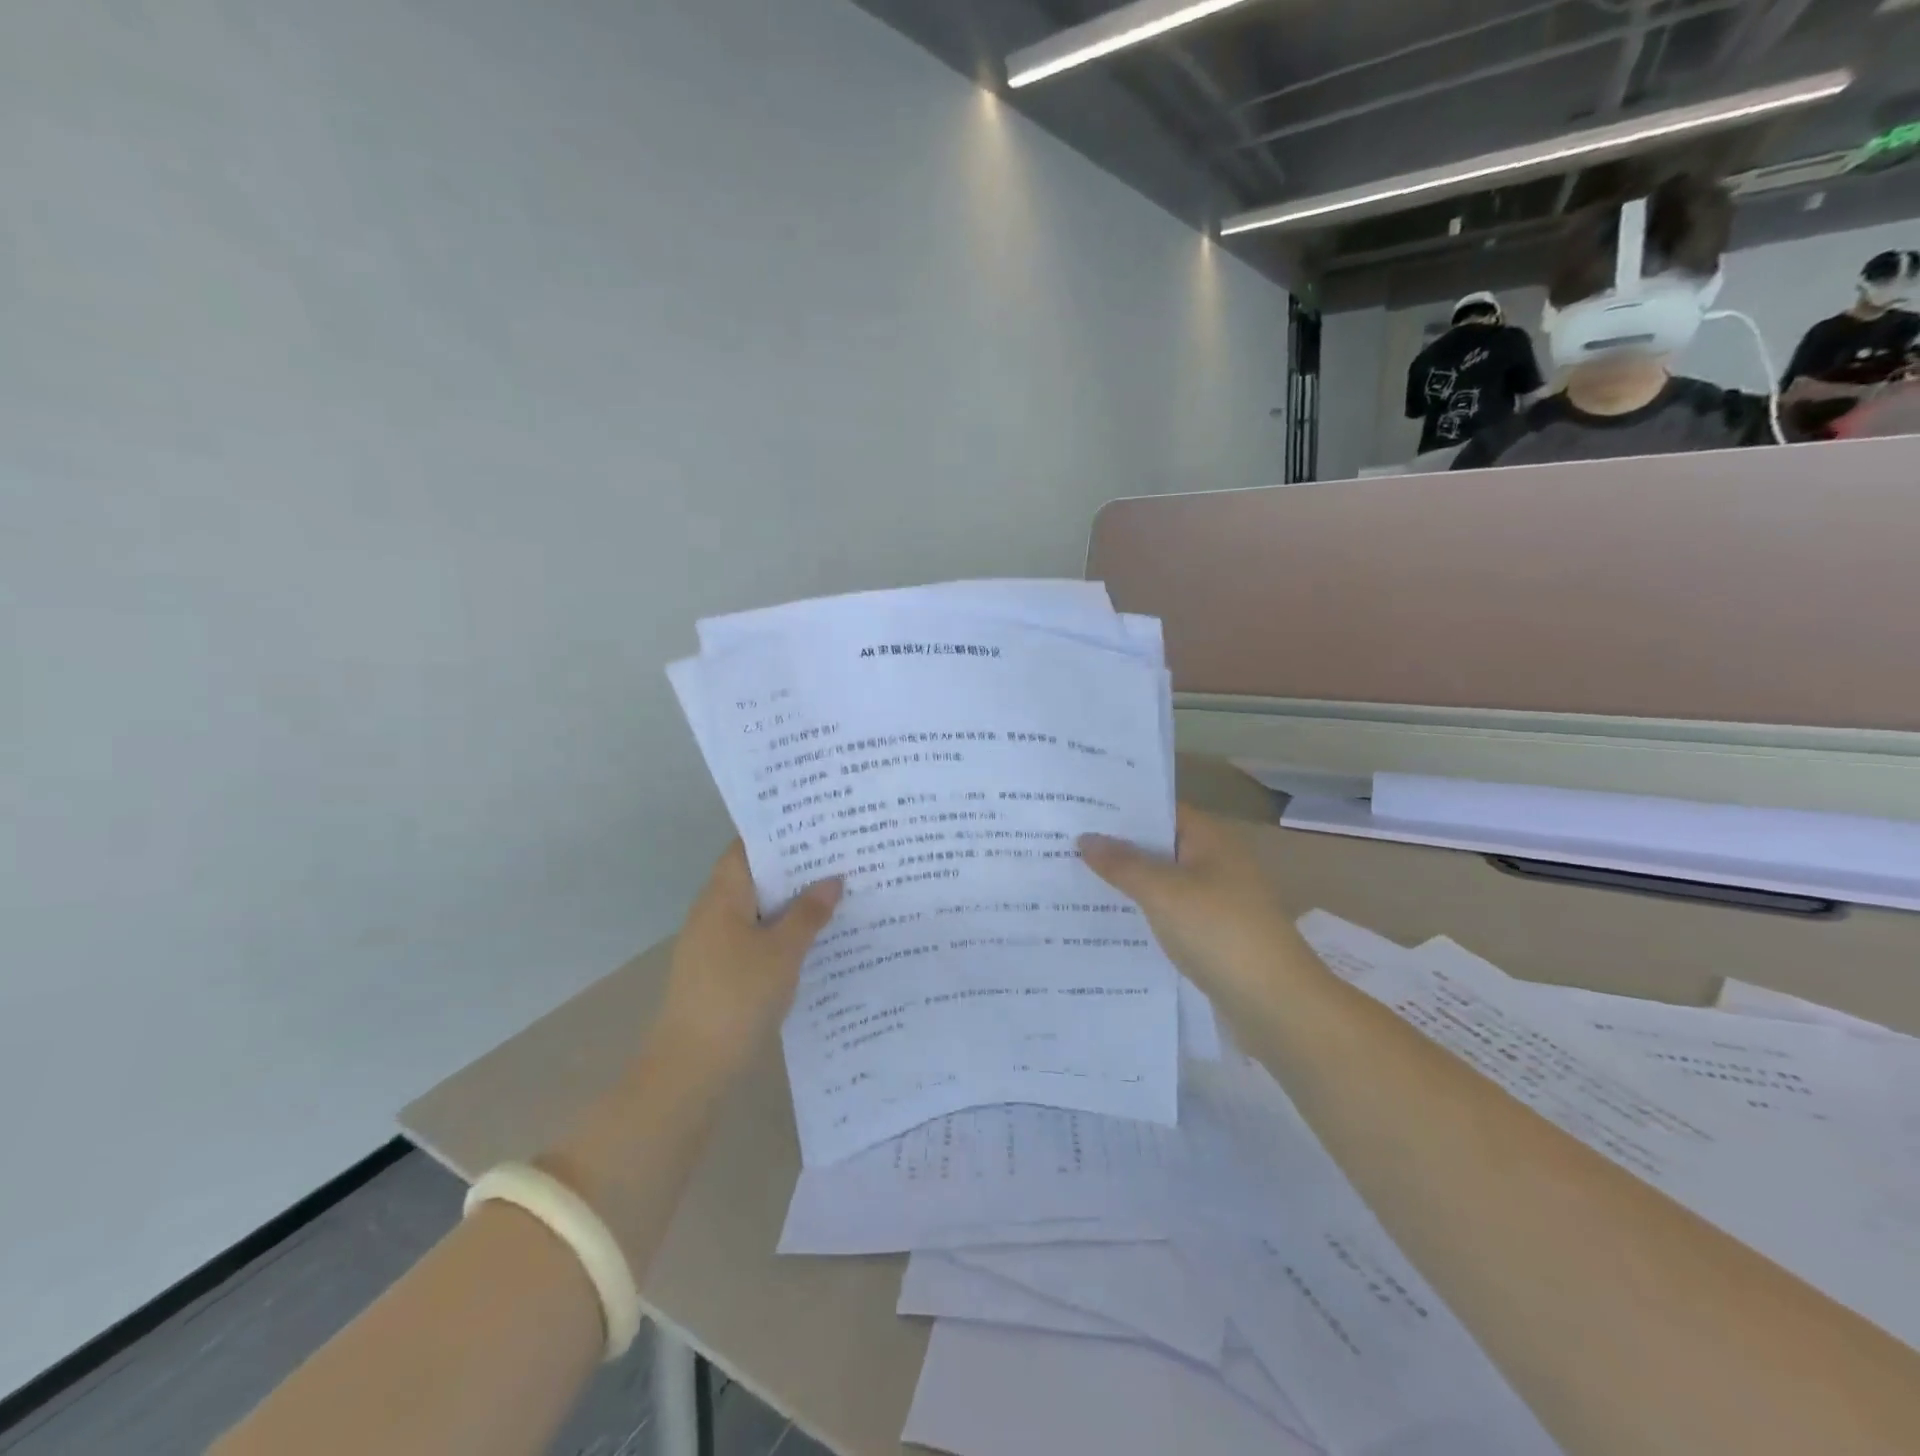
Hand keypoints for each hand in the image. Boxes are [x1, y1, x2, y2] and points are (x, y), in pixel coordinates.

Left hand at [653, 843, 841, 1077]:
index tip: (817, 825)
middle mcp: (712, 912)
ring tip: (834, 893)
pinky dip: (780, 932)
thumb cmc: (738, 996)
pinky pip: (754, 937)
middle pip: (754, 877)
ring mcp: (712, 943)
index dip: (779, 834)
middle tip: (838, 857)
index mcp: (722, 896)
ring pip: (756, 910)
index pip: (747, 847)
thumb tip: (833, 879)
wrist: (691, 1066)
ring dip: (789, 903)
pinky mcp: (718, 971)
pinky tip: (812, 939)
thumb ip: (809, 913)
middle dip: (793, 869)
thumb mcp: (783, 952)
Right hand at [1079, 805, 1320, 1017]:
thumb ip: (1122, 864)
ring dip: (1128, 880)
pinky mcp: (1213, 934)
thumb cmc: (1219, 932)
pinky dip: (1144, 911)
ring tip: (1076, 877)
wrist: (1276, 1002)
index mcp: (1210, 840)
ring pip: (1163, 880)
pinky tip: (1109, 919)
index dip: (1123, 808)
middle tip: (1066, 842)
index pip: (1161, 810)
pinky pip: (1170, 911)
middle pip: (1160, 845)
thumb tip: (1085, 838)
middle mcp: (1215, 862)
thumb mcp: (1163, 892)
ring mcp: (1217, 899)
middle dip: (1118, 845)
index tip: (1080, 808)